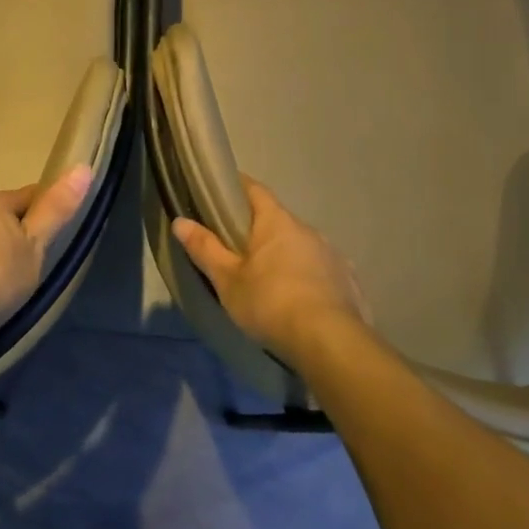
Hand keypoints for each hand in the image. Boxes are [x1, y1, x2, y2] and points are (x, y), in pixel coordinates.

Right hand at [171, 178, 367, 364]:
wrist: (329, 341)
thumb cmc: (270, 303)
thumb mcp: (227, 279)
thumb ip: (205, 248)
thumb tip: (180, 221)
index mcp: (276, 222)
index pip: (255, 190)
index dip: (238, 187)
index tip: (222, 192)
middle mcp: (307, 229)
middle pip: (278, 220)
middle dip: (260, 230)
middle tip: (238, 249)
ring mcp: (332, 254)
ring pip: (301, 246)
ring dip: (285, 255)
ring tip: (269, 280)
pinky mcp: (348, 280)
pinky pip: (322, 270)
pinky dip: (308, 277)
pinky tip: (300, 299)